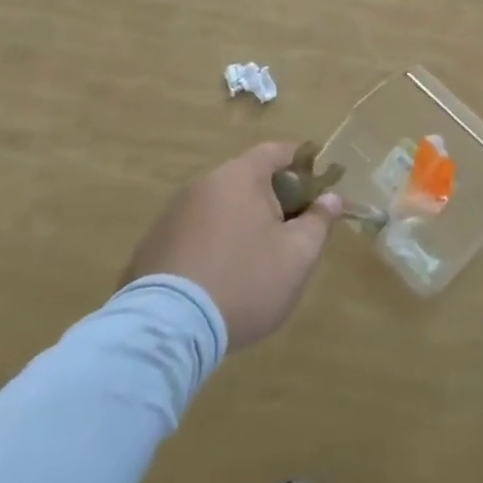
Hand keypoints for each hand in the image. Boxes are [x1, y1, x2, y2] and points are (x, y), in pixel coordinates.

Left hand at [122, 141, 340, 349]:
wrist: (167, 330)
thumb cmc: (244, 282)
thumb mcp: (297, 255)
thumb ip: (318, 222)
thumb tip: (331, 198)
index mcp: (240, 176)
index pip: (277, 151)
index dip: (302, 164)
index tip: (318, 188)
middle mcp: (203, 184)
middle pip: (248, 180)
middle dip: (273, 201)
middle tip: (291, 234)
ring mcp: (172, 214)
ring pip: (220, 208)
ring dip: (241, 224)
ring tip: (254, 263)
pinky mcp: (152, 245)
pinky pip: (194, 234)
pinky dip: (212, 246)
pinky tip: (219, 280)